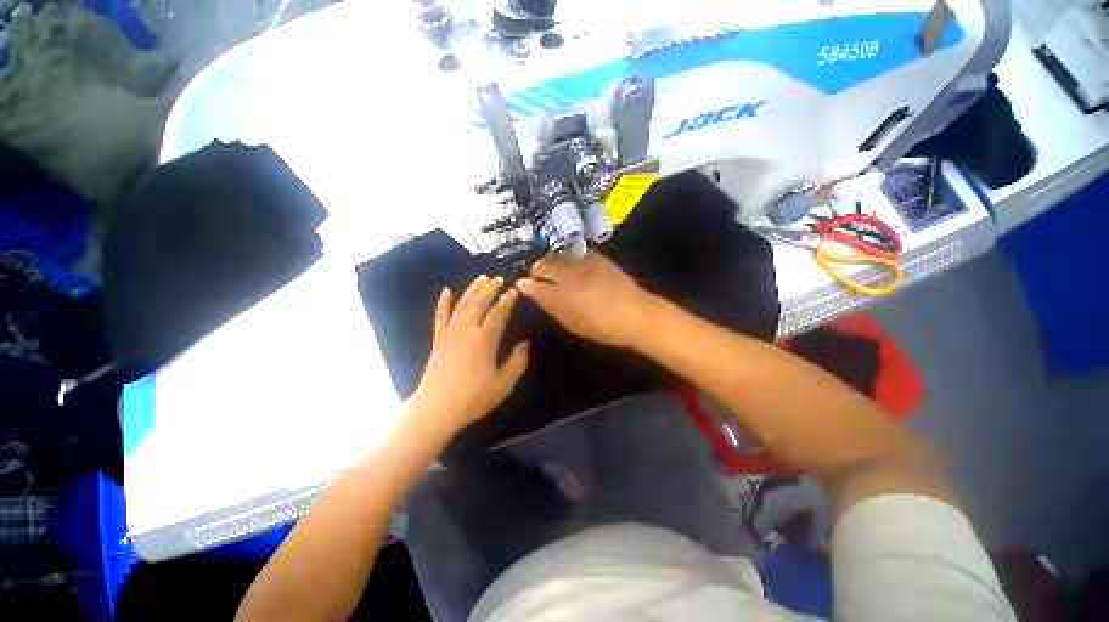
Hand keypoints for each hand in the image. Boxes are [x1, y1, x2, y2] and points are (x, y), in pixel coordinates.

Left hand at [408, 275, 528, 434]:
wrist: (436, 409)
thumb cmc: (473, 398)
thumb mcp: (504, 384)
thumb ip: (518, 362)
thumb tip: (525, 343)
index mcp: (485, 339)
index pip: (498, 313)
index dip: (507, 300)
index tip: (514, 291)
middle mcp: (466, 330)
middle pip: (479, 302)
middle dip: (490, 288)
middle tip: (499, 278)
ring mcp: (449, 333)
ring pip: (461, 304)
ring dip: (472, 289)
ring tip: (481, 278)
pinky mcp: (438, 339)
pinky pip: (440, 316)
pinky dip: (443, 302)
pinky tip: (446, 290)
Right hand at [517, 250, 654, 348]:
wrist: (636, 314)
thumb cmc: (603, 327)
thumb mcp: (573, 324)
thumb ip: (553, 308)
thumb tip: (537, 295)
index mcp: (561, 296)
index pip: (534, 286)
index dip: (525, 285)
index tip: (521, 284)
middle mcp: (568, 275)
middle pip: (543, 264)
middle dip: (536, 269)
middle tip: (536, 274)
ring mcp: (583, 263)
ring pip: (557, 254)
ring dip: (549, 259)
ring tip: (550, 265)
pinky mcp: (597, 256)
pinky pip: (575, 251)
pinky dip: (567, 255)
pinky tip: (569, 261)